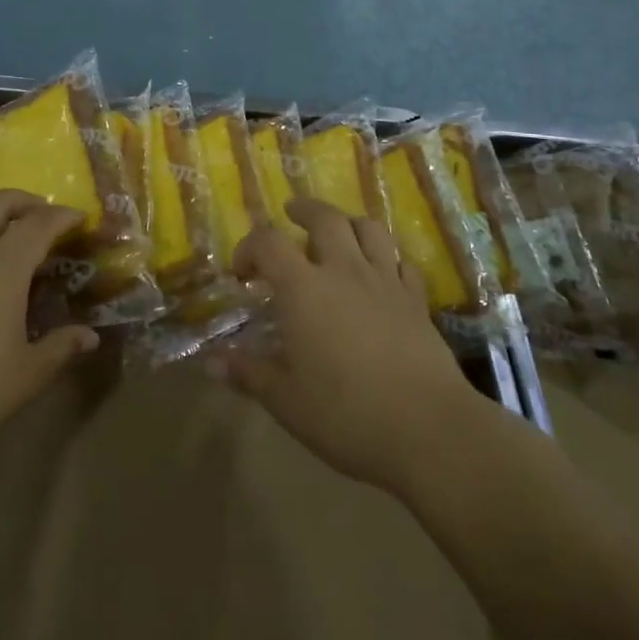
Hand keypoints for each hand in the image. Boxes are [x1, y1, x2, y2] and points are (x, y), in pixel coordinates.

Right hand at [225, 198, 492, 493]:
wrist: (428, 429)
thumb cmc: (346, 414)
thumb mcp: (286, 401)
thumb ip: (249, 374)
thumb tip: (211, 363)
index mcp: (304, 289)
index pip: (268, 243)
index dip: (249, 248)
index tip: (242, 273)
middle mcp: (344, 271)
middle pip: (325, 218)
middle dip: (303, 210)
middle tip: (290, 214)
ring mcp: (385, 282)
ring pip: (369, 229)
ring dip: (348, 222)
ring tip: (338, 231)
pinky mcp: (417, 300)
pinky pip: (401, 262)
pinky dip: (386, 259)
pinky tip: (381, 273)